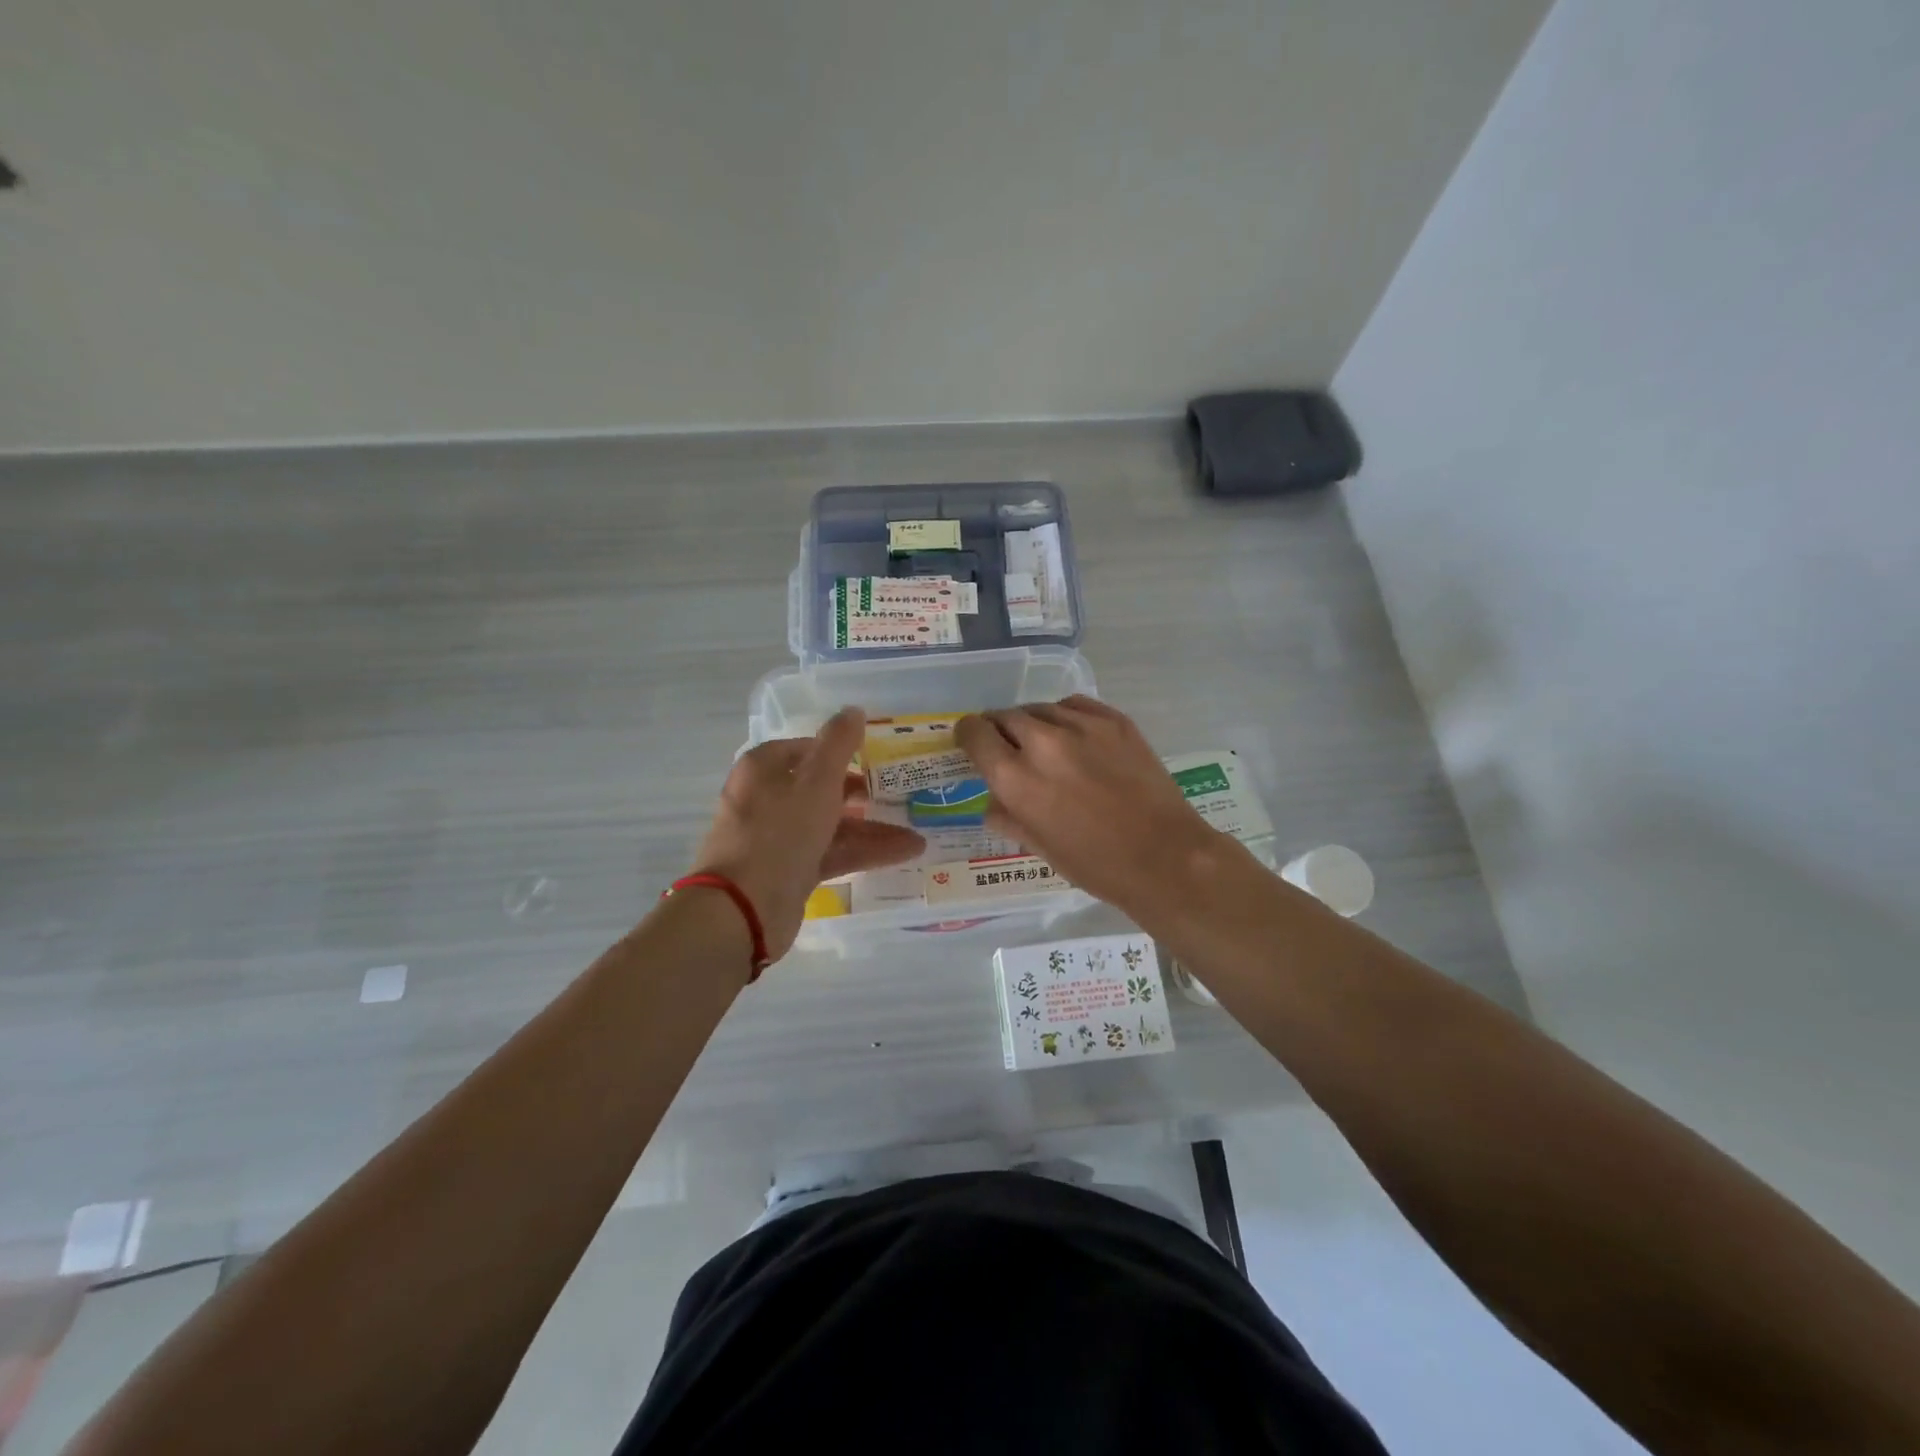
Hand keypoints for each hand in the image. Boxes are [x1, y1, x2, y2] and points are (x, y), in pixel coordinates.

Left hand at [691, 708, 924, 960]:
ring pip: (832, 824)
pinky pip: (833, 853)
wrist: (744, 909)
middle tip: (900, 793)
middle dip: (863, 792)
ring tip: (917, 833)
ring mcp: (778, 838)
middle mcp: (768, 798)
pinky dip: (865, 852)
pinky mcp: (790, 871)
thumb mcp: (816, 780)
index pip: (807, 748)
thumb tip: (854, 710)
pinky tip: (905, 852)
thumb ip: (838, 743)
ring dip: (873, 827)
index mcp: (764, 768)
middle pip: (821, 788)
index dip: (842, 750)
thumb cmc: (779, 831)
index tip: (878, 757)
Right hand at [954, 696, 1217, 916]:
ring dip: (1032, 723)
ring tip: (1044, 744)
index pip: (975, 733)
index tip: (973, 742)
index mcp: (1016, 778)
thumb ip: (1007, 817)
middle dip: (999, 730)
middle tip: (1009, 748)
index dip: (968, 735)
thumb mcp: (1039, 847)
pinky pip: (1073, 705)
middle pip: (1004, 716)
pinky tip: (1072, 735)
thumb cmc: (1095, 864)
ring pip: (1039, 708)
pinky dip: (1064, 716)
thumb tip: (993, 802)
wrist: (1165, 856)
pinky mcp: (1113, 720)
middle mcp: (1042, 743)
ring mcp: (1081, 726)